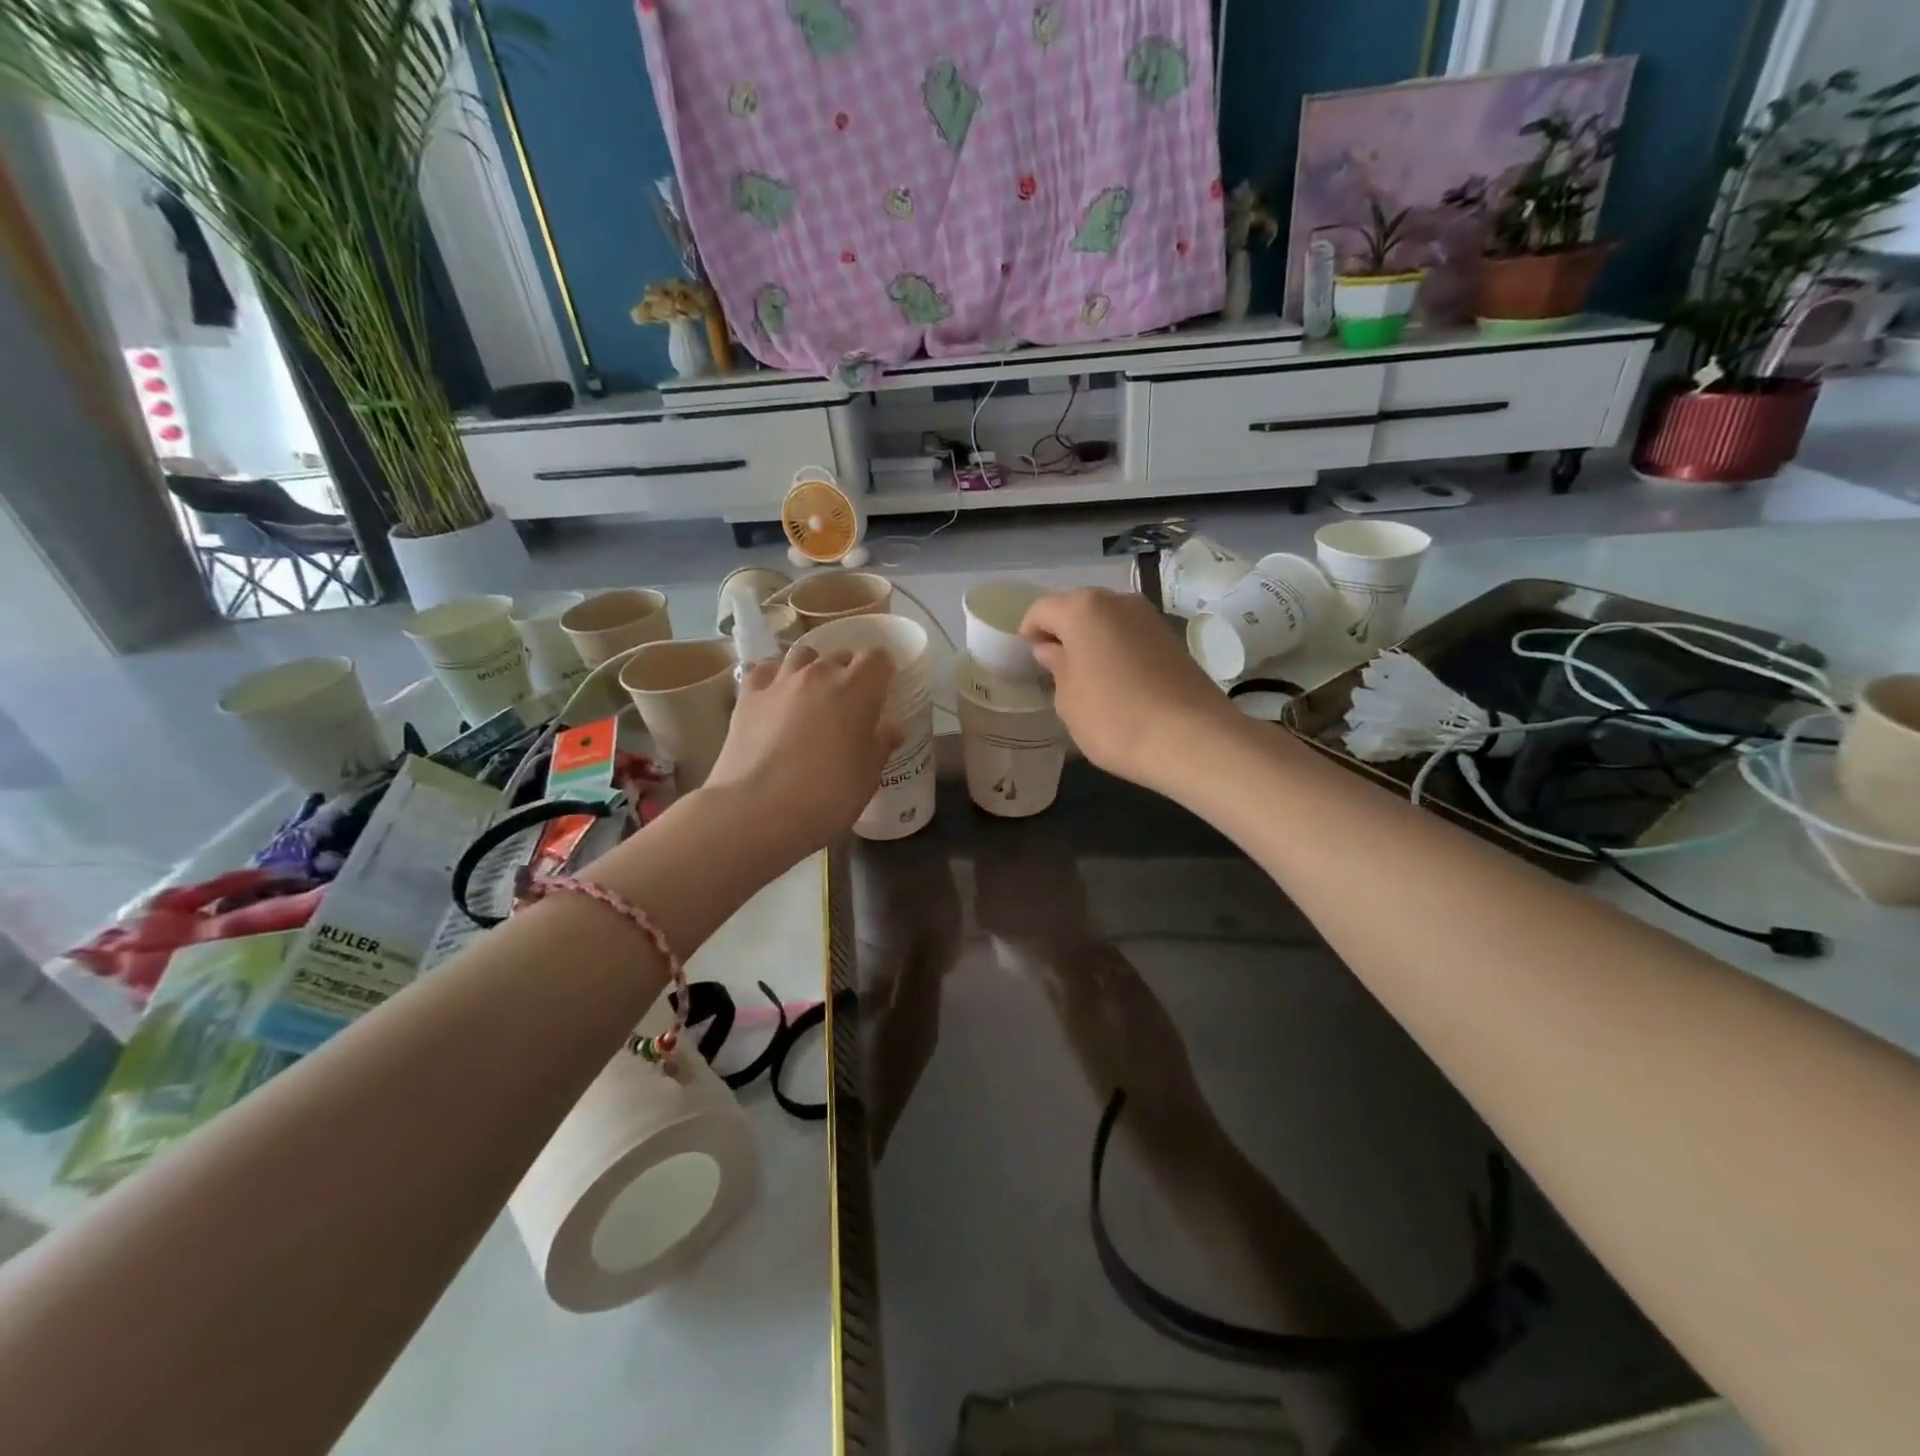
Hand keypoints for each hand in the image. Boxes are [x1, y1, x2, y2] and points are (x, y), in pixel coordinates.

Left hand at [704, 646, 900, 846]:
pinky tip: (775, 697)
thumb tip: (892, 728)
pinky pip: (764, 671)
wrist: (757, 811)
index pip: (877, 658)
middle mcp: (819, 674)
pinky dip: (773, 678)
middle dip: (848, 671)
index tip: (883, 689)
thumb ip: (881, 745)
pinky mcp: (747, 696)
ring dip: (812, 668)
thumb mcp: (868, 777)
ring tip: (812, 694)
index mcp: (858, 689)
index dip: (882, 670)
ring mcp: (780, 682)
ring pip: (801, 655)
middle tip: (850, 702)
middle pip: (839, 655)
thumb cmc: (827, 796)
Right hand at [1020, 588, 1235, 793]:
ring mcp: (1150, 617)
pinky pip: (1132, 637)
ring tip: (1089, 679)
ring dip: (1094, 642)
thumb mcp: (1068, 698)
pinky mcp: (1173, 639)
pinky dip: (1119, 652)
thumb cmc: (1113, 717)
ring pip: (1108, 622)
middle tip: (1057, 670)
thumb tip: (1052, 649)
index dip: (1030, 632)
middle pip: (1078, 609)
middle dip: (1064, 634)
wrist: (1191, 738)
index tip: (1029, 661)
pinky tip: (1119, 683)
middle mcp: (1118, 601)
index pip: (1042, 610)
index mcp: (1082, 609)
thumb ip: (1056, 666)